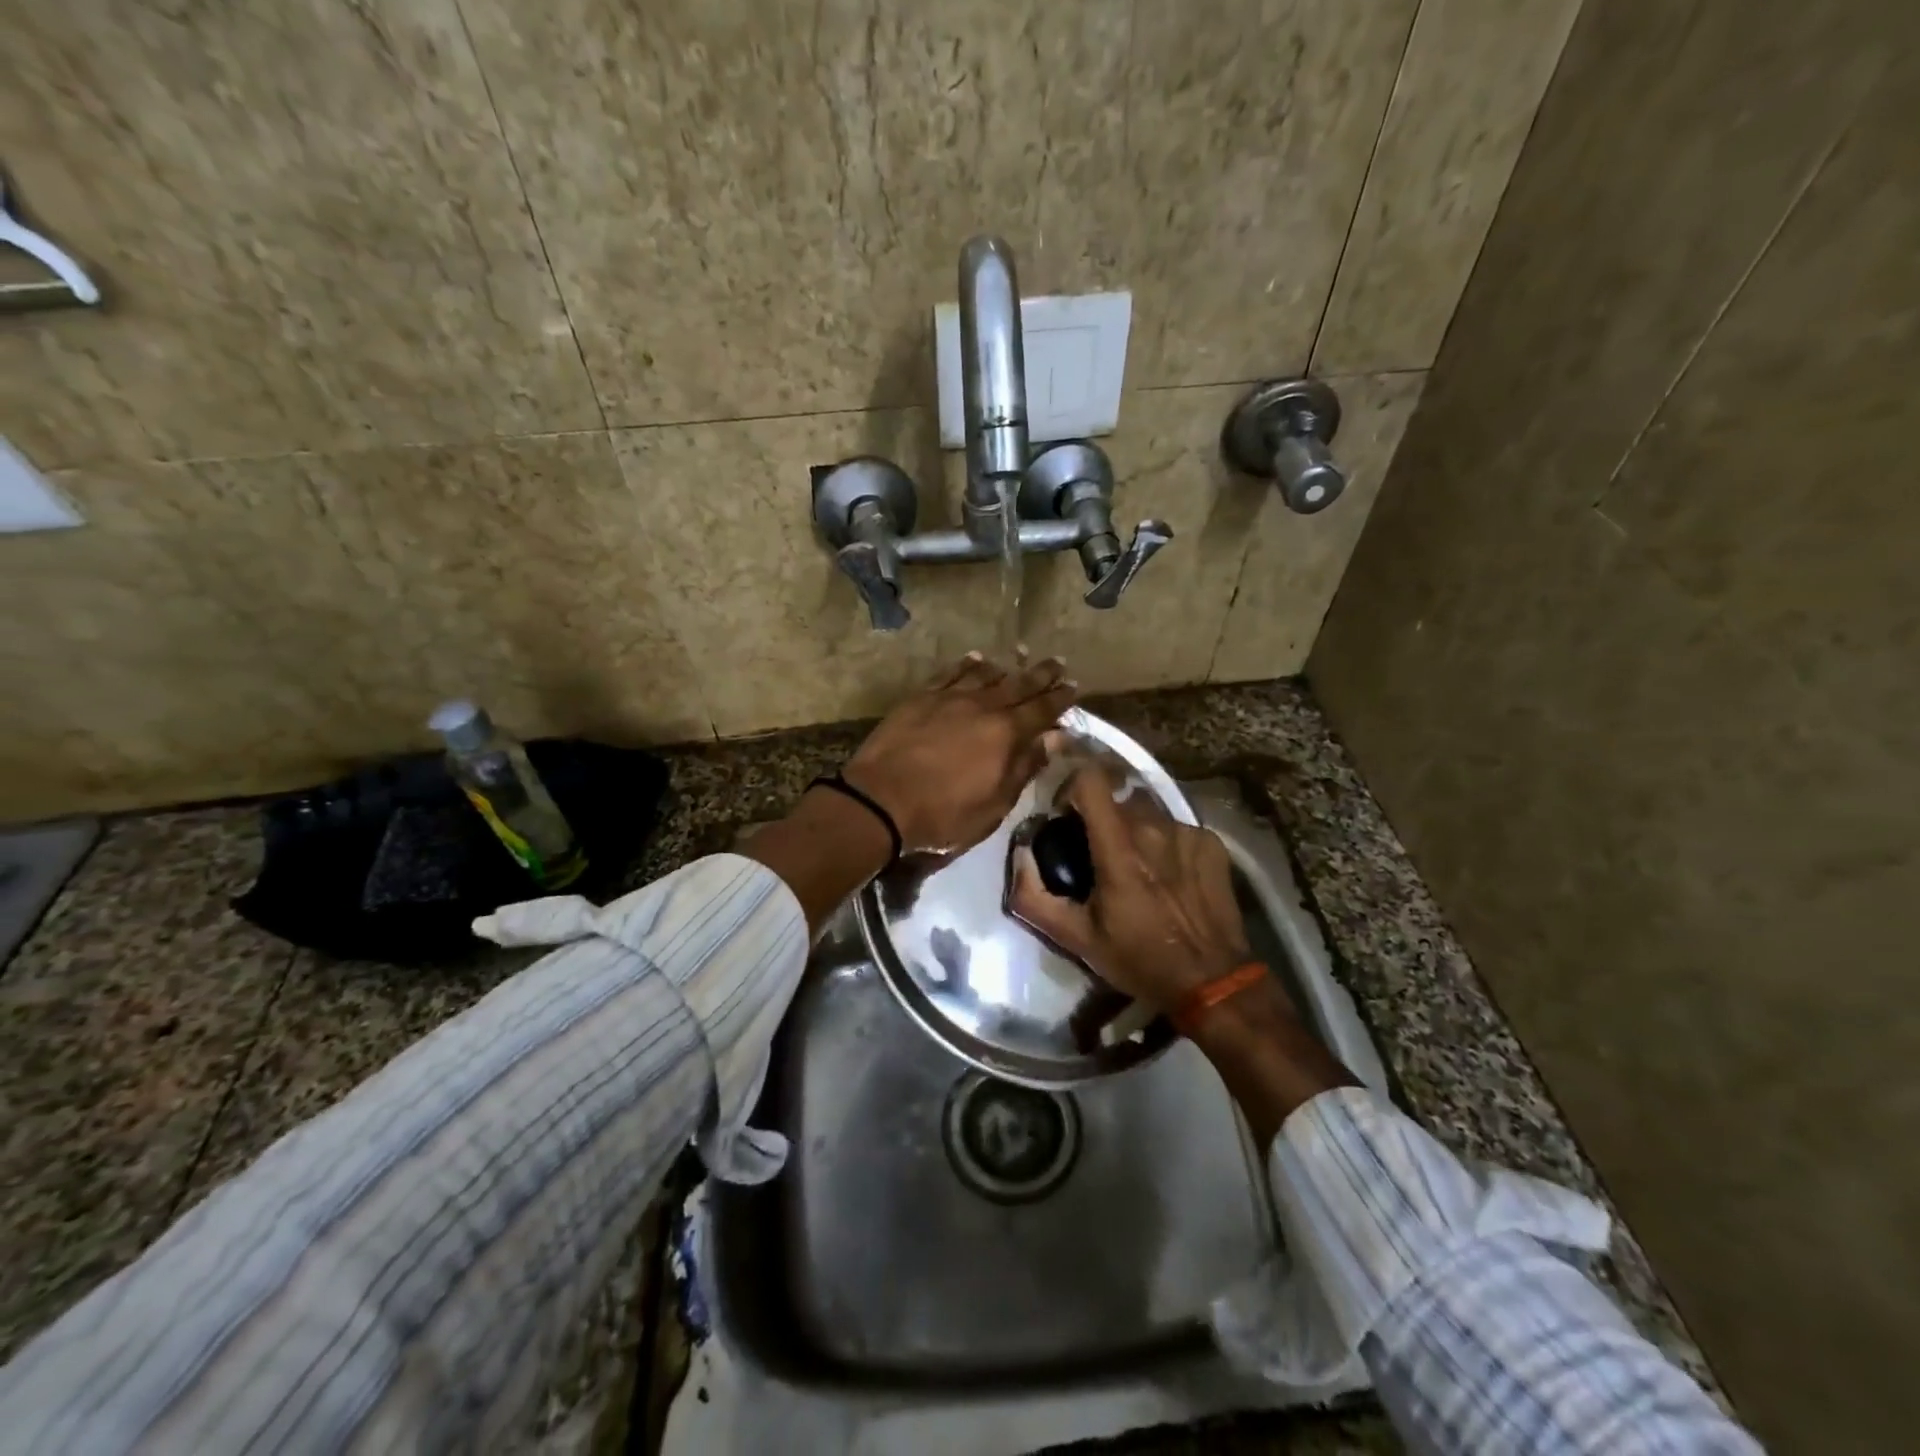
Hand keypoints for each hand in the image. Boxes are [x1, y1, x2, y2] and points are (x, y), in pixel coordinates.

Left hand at [844, 653, 1076, 854]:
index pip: (1042, 710)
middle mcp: (982, 707)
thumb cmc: (944, 814)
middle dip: (1040, 674)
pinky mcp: (921, 698)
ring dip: (1005, 667)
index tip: (1074, 686)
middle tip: (1057, 662)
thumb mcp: (995, 804)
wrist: (881, 800)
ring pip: (985, 675)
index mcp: (1006, 734)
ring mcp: (949, 698)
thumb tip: (1055, 737)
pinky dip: (966, 665)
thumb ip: (1025, 766)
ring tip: (1018, 658)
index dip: (1060, 699)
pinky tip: (974, 660)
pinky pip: (950, 674)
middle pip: (1018, 685)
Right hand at [1009, 762, 1254, 1012]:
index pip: (1091, 780)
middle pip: (1116, 796)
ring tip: (1135, 865)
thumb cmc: (1139, 959)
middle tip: (1096, 850)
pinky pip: (1175, 826)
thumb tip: (1019, 857)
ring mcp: (1186, 832)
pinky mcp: (1210, 842)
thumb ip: (1034, 897)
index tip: (1064, 811)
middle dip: (1100, 815)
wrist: (1212, 981)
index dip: (1071, 785)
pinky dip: (1164, 842)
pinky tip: (1168, 875)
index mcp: (1119, 849)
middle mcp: (1154, 829)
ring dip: (1133, 828)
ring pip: (1147, 810)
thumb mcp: (1076, 939)